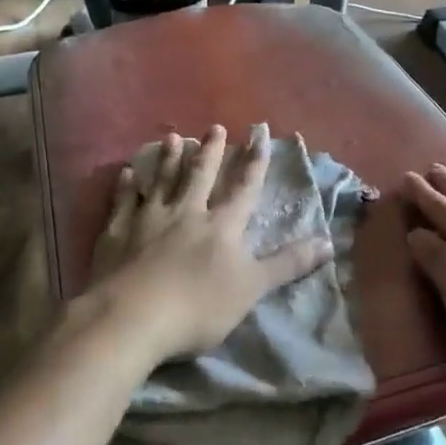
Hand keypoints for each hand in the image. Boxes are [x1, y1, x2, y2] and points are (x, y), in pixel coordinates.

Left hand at [86, 124, 332, 365]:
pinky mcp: (116, 233)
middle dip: (211, 152)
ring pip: (162, 181)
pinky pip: (123, 202)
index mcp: (221, 226)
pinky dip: (127, 186)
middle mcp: (186, 213)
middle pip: (200, 176)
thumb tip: (329, 242)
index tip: (260, 134)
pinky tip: (127, 172)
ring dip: (169, 159)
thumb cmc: (198, 307)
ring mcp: (148, 220)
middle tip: (215, 127)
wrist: (132, 317)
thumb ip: (288, 264)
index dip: (254, 162)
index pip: (243, 188)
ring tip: (175, 137)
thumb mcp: (252, 288)